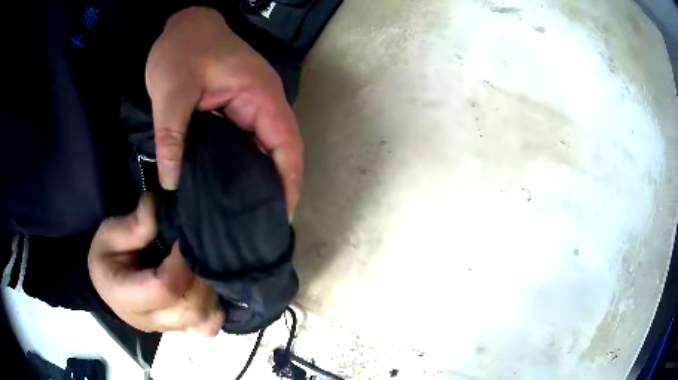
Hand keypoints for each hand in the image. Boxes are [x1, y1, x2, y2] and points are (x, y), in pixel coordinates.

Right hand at [88, 194, 223, 334]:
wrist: (108, 284)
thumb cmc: (107, 257)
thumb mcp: (110, 233)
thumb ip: (135, 225)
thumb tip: (161, 205)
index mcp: (124, 297)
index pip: (165, 289)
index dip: (182, 262)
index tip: (186, 237)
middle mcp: (151, 321)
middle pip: (191, 309)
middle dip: (200, 276)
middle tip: (198, 250)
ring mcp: (170, 329)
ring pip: (206, 320)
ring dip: (211, 290)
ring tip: (204, 264)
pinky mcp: (183, 329)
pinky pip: (210, 323)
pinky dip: (215, 303)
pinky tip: (208, 281)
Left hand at [146, 6, 302, 215]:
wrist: (184, 25)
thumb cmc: (182, 49)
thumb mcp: (171, 90)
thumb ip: (171, 136)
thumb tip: (172, 182)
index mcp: (259, 95)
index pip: (286, 144)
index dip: (289, 181)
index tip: (282, 215)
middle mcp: (263, 103)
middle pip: (280, 151)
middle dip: (275, 187)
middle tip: (259, 224)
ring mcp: (250, 106)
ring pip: (262, 149)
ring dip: (259, 179)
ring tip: (245, 213)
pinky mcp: (236, 109)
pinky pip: (245, 143)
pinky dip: (241, 166)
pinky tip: (228, 186)